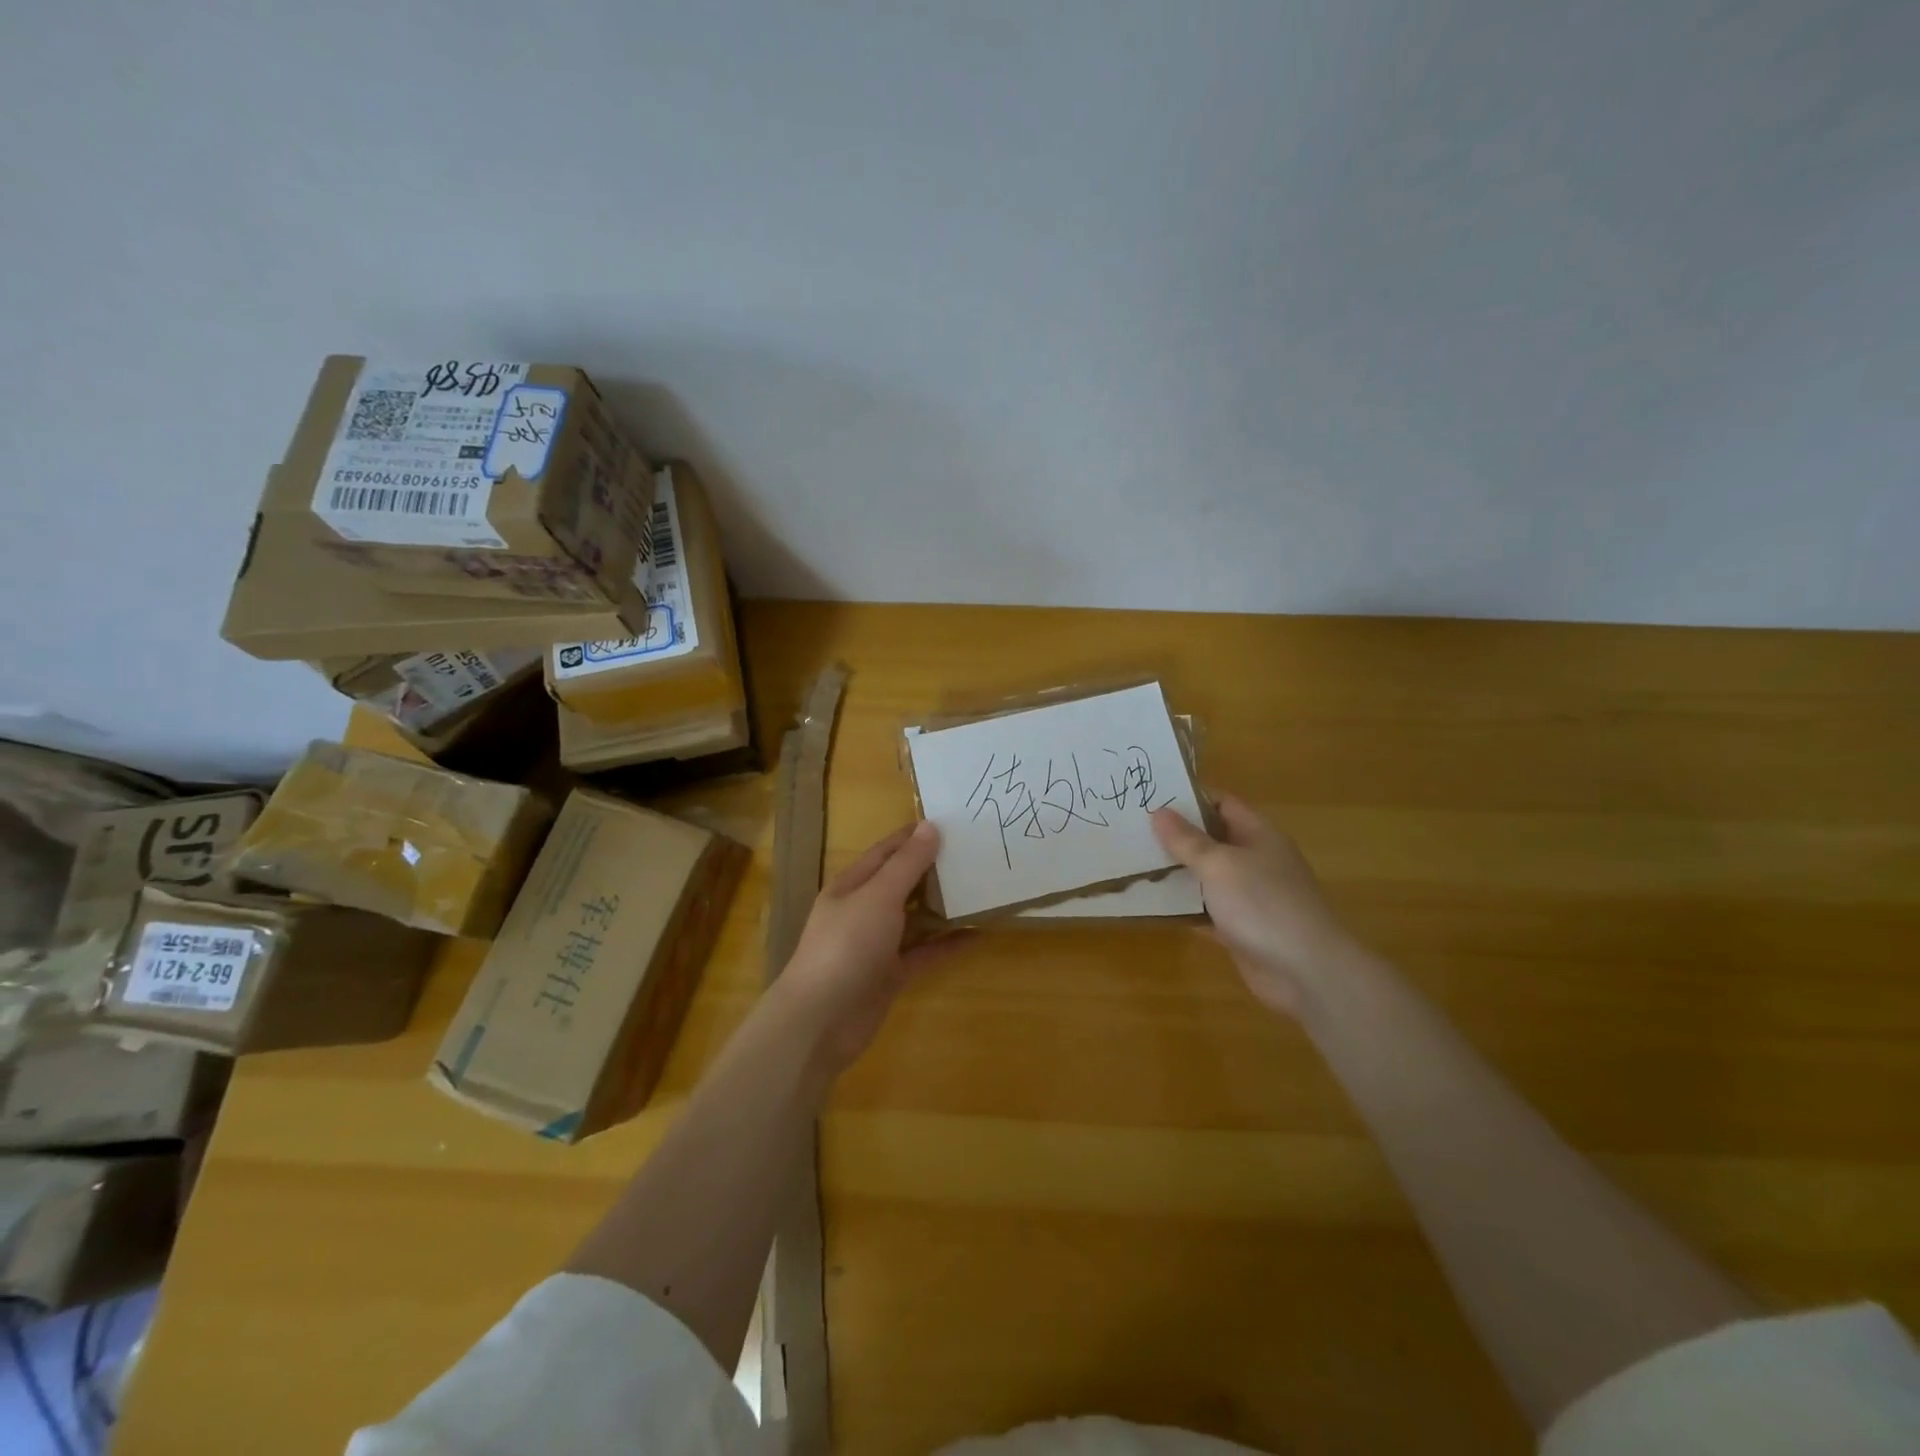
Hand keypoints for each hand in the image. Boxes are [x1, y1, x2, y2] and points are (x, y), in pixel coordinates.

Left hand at [777, 821, 962, 1073]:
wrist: (821, 1020)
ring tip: (981, 888)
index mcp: (852, 885)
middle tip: (975, 854)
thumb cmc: (846, 946)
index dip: (915, 836)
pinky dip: (947, 942)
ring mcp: (877, 943)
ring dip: (944, 905)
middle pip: (903, 882)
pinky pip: (925, 951)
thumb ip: (906, 864)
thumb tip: (930, 826)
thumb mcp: (878, 897)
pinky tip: (977, 933)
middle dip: (934, 869)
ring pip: (916, 917)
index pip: (887, 851)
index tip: (952, 823)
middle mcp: (864, 909)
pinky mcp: (891, 973)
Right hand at [1152, 796, 1355, 1014]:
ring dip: (1174, 873)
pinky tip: (1149, 905)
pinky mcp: (1239, 929)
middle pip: (1210, 839)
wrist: (1306, 972)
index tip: (1150, 795)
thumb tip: (1159, 811)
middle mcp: (1254, 860)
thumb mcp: (1220, 864)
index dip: (1189, 797)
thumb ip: (1187, 840)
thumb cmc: (1263, 904)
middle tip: (1131, 829)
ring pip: (1204, 877)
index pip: (1221, 803)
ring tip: (1131, 863)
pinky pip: (1204, 911)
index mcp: (1257, 834)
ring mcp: (1248, 897)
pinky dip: (1181, 908)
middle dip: (1174, 835)